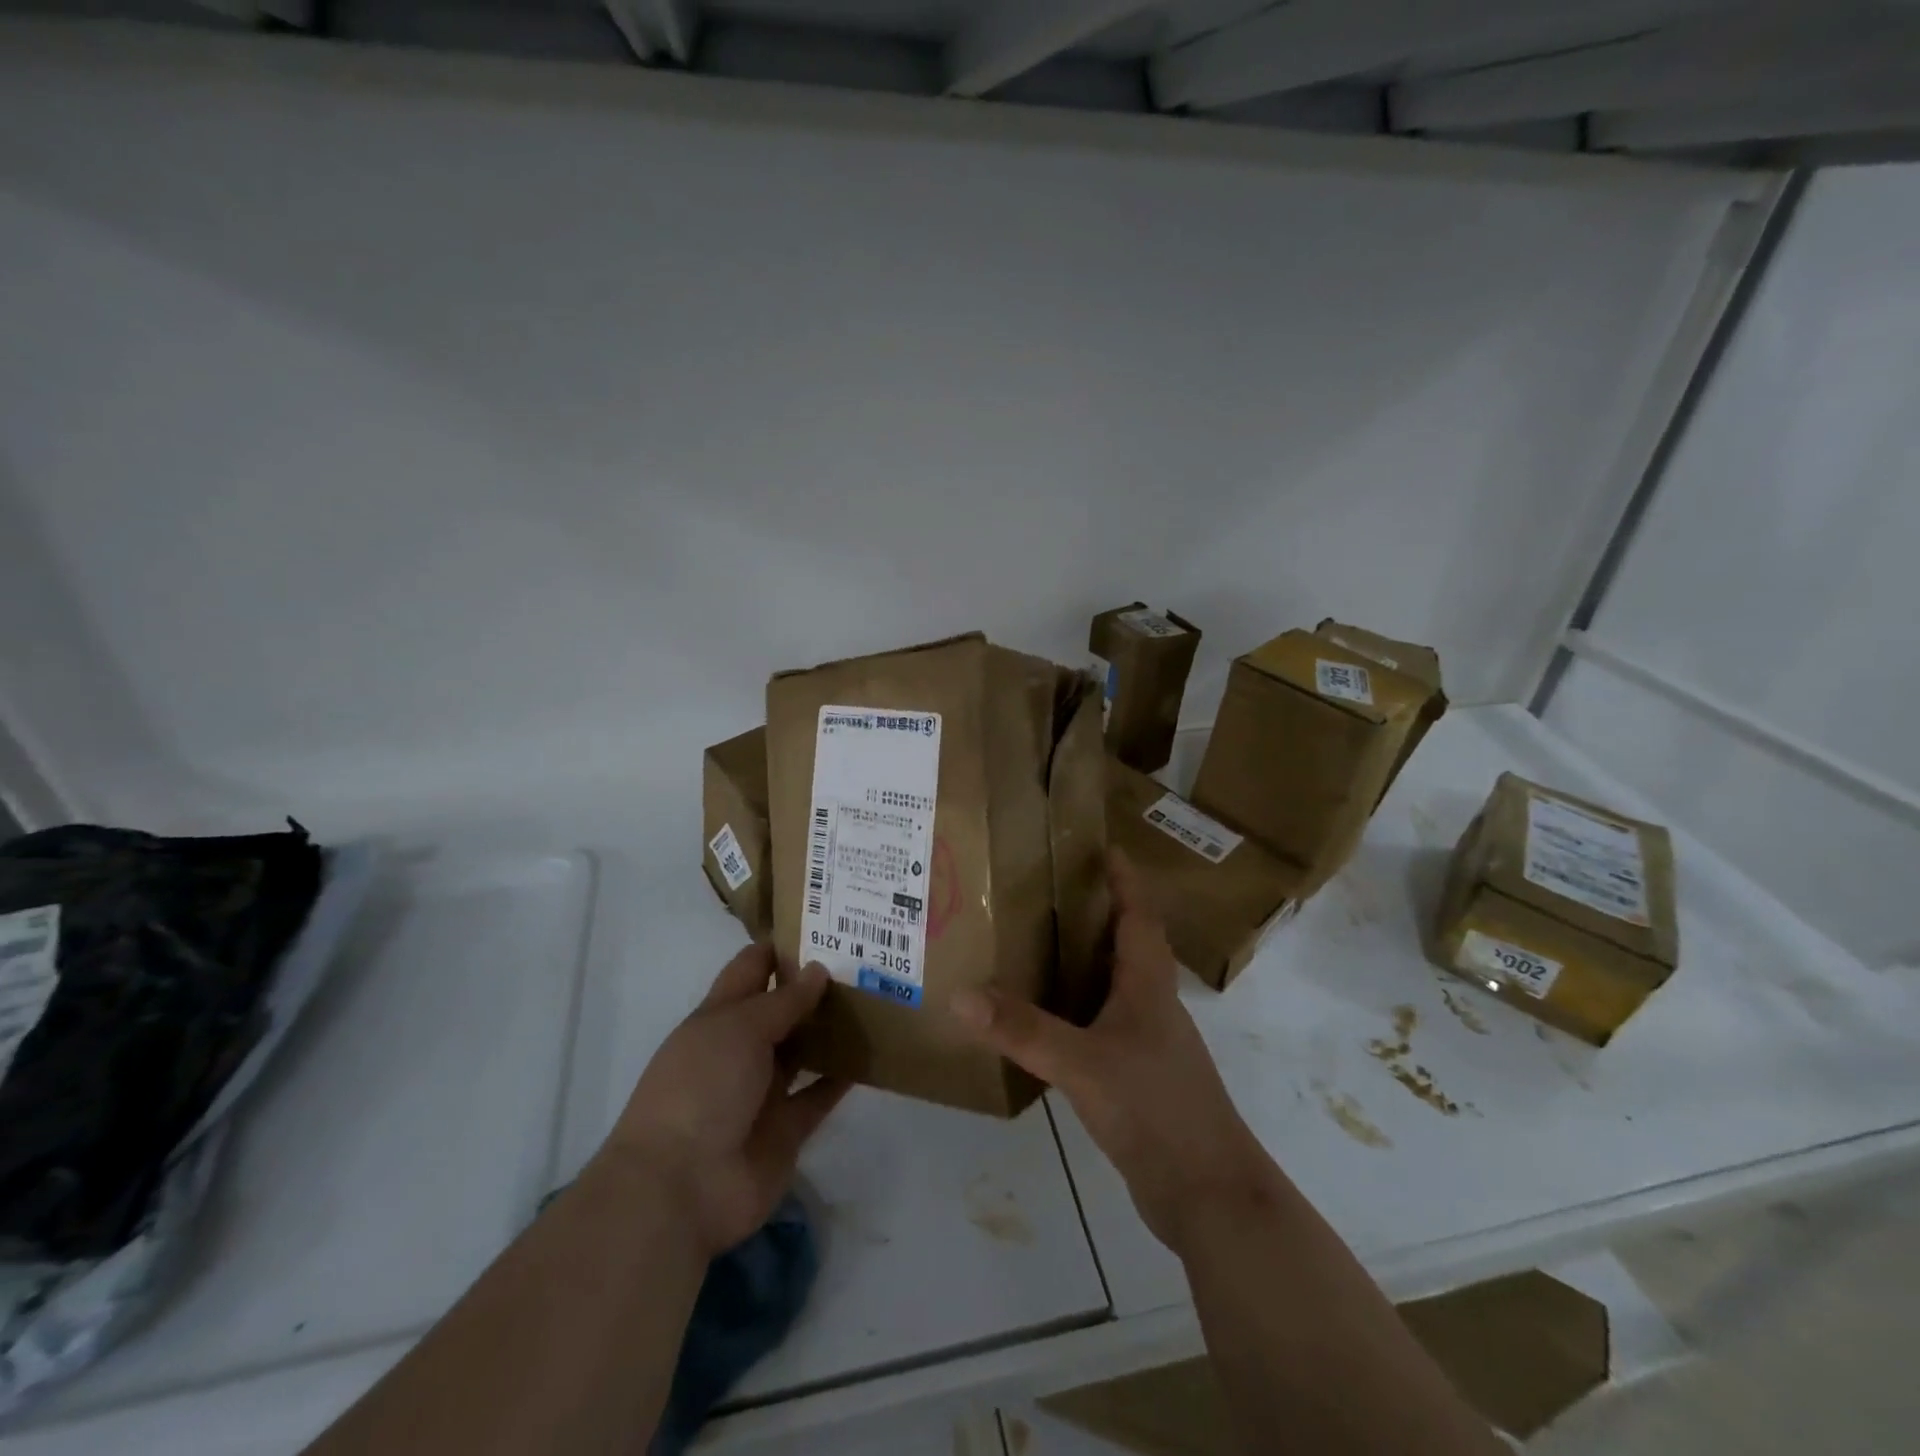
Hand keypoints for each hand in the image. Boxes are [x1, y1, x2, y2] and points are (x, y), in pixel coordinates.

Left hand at [599, 945, 849, 1257]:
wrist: (682, 1186)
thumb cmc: (702, 1087)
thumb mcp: (739, 1028)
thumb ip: (784, 1000)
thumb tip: (819, 969)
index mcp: (719, 1017)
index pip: (751, 968)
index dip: (781, 946)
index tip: (825, 923)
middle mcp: (741, 1049)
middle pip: (782, 1008)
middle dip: (817, 984)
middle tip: (866, 956)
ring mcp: (764, 1091)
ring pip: (804, 1049)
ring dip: (833, 1028)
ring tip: (877, 996)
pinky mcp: (787, 1129)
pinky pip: (819, 1095)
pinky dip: (843, 1077)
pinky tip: (873, 1053)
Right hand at [951, 851, 1273, 1254]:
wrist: (1209, 1196)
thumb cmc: (1156, 1109)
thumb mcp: (1083, 1064)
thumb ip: (1023, 1030)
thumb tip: (961, 994)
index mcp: (1148, 986)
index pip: (1140, 916)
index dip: (1125, 881)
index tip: (1104, 848)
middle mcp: (1152, 1007)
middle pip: (1128, 945)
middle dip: (1096, 915)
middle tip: (1049, 893)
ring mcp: (1148, 1045)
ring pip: (1115, 987)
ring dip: (1085, 962)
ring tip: (1036, 946)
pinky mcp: (1138, 1078)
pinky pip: (1103, 1026)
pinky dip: (1077, 1010)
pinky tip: (1046, 1021)